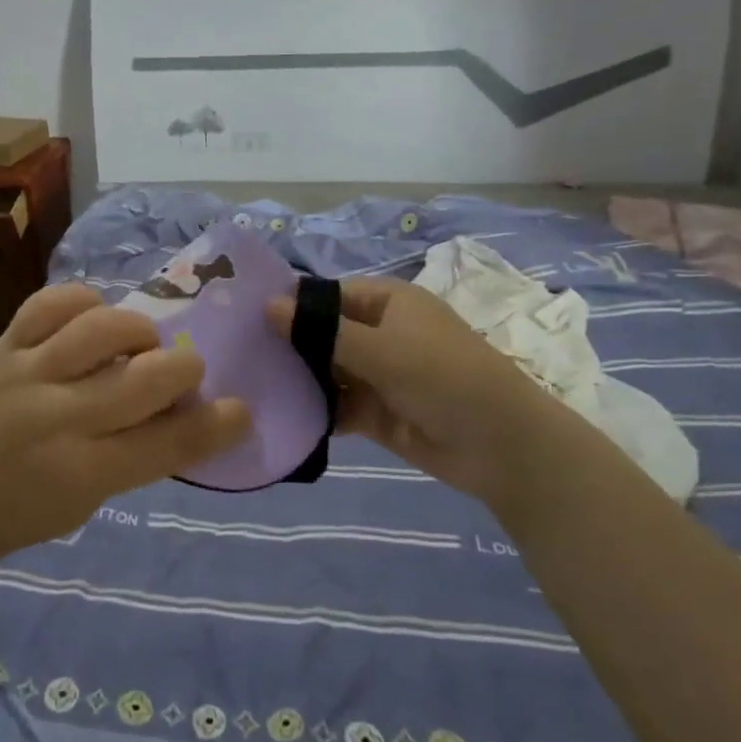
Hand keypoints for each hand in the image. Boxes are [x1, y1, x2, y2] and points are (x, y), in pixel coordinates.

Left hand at [0, 284, 250, 561]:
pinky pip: (53, 301)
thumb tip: (194, 404)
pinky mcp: (3, 345)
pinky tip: (94, 320)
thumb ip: (144, 452)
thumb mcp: (94, 500)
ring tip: (137, 345)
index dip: (216, 425)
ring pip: (102, 328)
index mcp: (82, 472)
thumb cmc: (30, 507)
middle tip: (184, 372)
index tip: (241, 410)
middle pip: (143, 379)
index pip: (166, 444)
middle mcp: (54, 419)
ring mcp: (24, 374)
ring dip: (138, 331)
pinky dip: (86, 303)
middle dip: (184, 368)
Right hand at [268, 277, 571, 502]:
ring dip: (299, 379)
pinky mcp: (376, 411)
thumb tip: (268, 305)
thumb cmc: (444, 377)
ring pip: (327, 371)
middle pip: (323, 333)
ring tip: (251, 385)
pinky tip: (281, 415)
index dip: (291, 305)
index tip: (245, 318)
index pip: (327, 295)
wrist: (502, 446)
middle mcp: (380, 333)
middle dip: (289, 344)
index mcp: (387, 303)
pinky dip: (316, 409)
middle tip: (238, 355)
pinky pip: (337, 404)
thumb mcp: (382, 349)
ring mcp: (378, 374)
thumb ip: (322, 331)